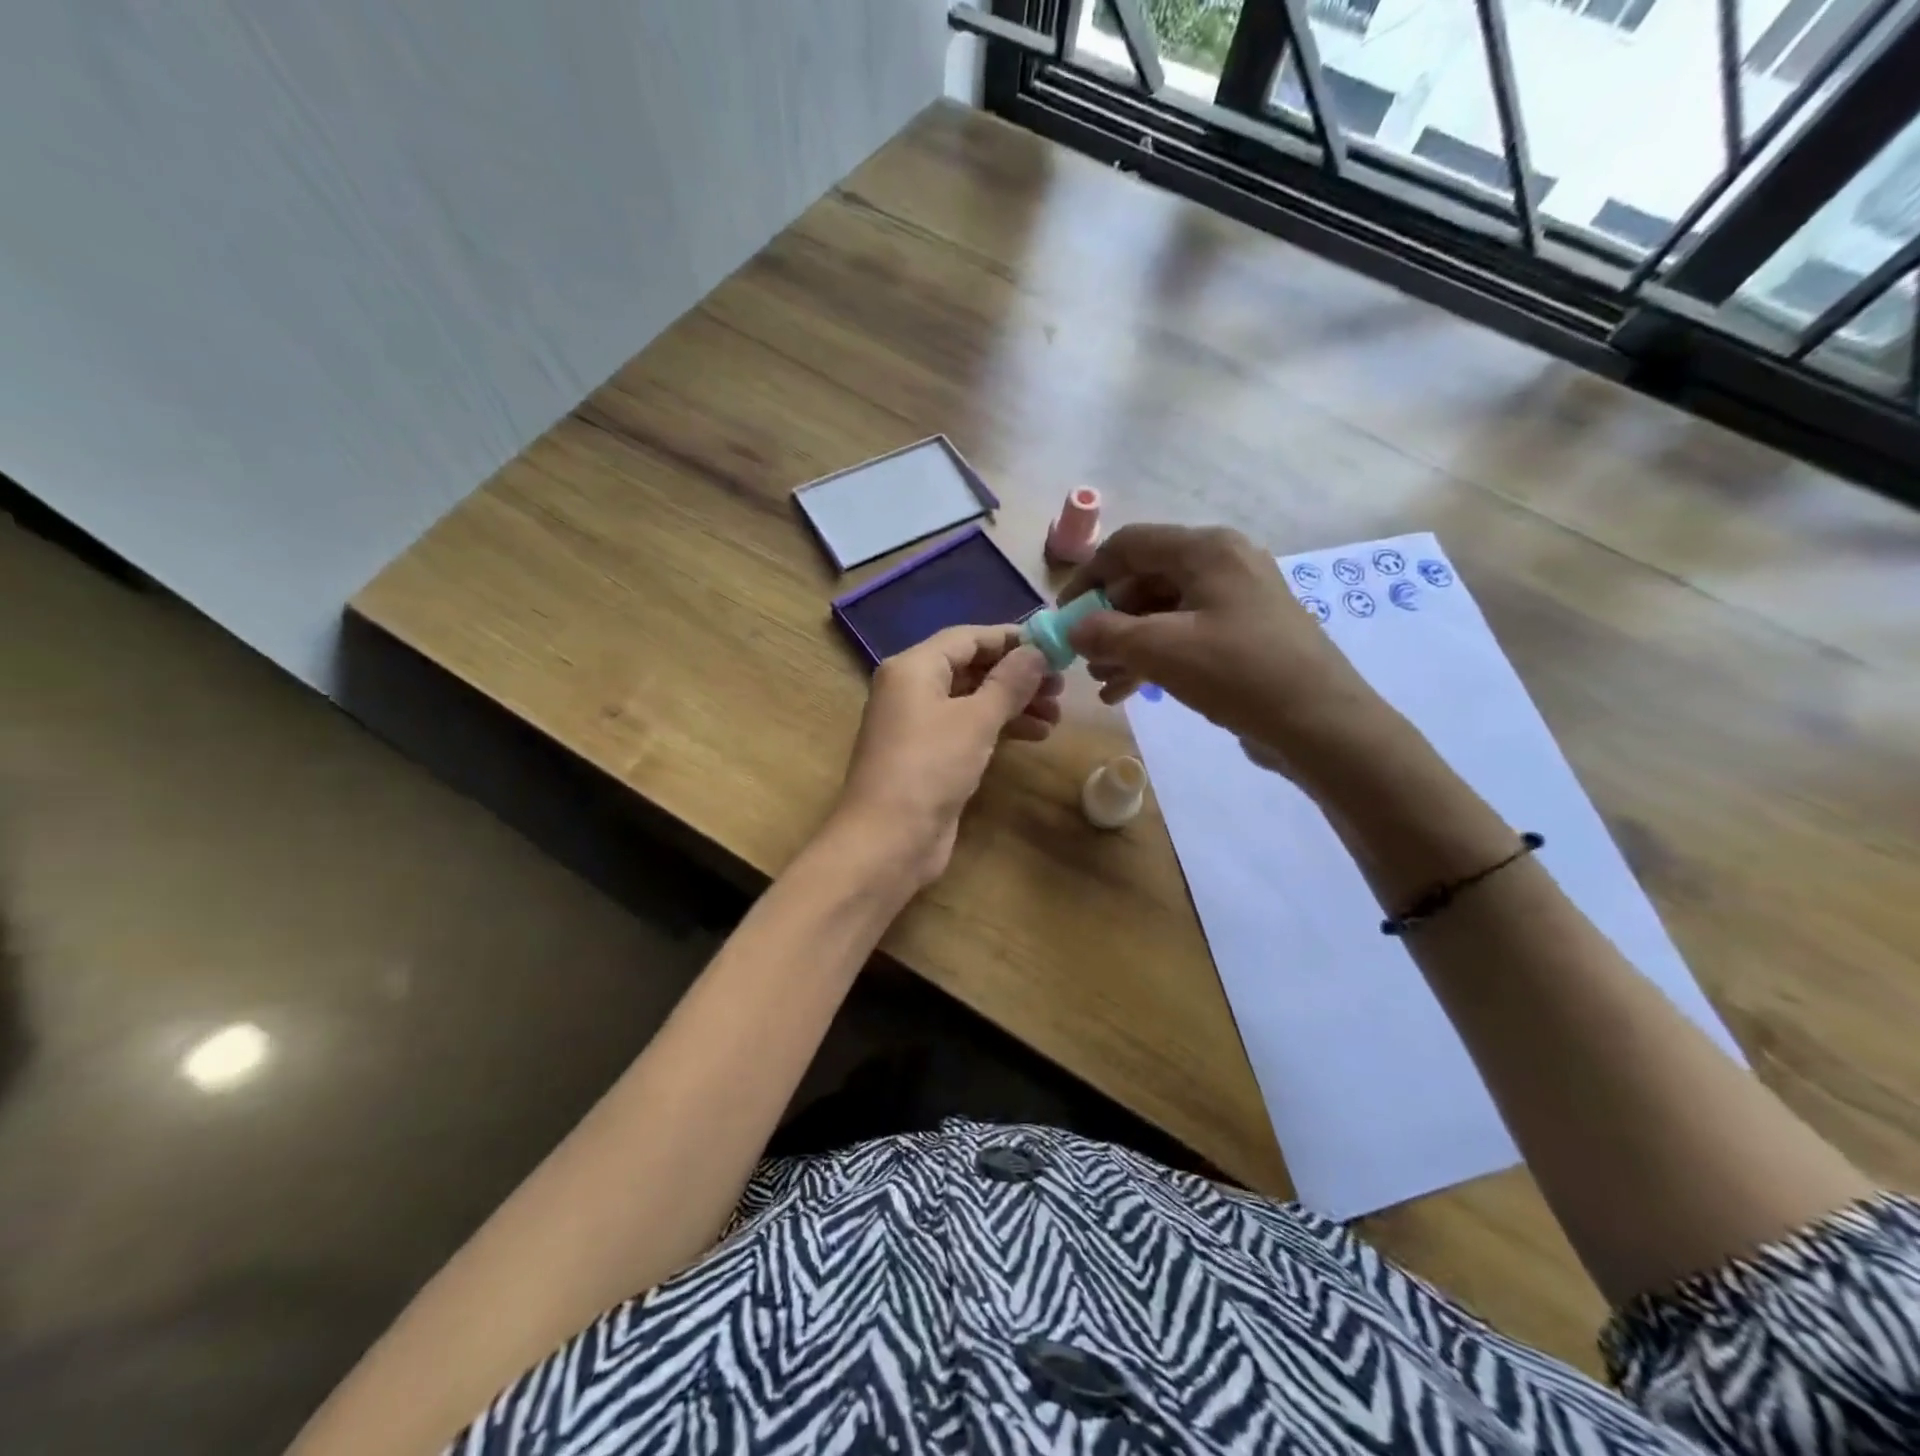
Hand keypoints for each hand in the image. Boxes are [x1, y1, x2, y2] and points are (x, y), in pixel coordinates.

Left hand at [832, 625, 1062, 885]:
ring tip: (1055, 716)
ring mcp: (918, 725)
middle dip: (1016, 676)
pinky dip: (999, 728)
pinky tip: (1034, 735)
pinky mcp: (929, 757)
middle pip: (971, 668)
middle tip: (1060, 687)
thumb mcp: (975, 720)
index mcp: (913, 668)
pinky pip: (968, 728)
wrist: (888, 839)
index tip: (1052, 647)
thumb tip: (1036, 652)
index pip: (967, 638)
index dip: (1011, 639)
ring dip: (1014, 704)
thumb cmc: (930, 768)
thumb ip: (1009, 683)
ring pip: (972, 700)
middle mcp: (911, 690)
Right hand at [1060, 524, 1392, 776]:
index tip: (1064, 616)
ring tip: (1103, 683)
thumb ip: (1106, 633)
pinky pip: (1186, 633)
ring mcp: (1236, 599)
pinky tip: (1128, 691)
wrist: (1320, 723)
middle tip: (1085, 658)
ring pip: (1163, 612)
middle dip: (1108, 620)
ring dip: (1127, 644)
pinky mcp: (1244, 633)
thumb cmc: (1238, 673)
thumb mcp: (1161, 650)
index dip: (1088, 577)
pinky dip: (1155, 657)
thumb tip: (1075, 629)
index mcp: (1206, 550)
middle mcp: (1222, 563)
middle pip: (1145, 579)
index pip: (1129, 545)